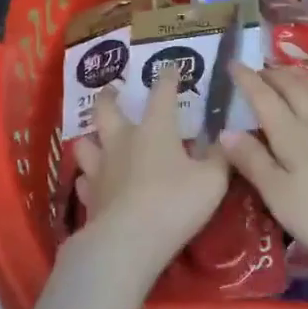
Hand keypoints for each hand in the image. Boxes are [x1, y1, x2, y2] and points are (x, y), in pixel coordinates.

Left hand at [70, 70, 229, 291]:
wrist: (128, 241)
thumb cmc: (174, 203)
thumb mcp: (212, 181)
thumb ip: (218, 157)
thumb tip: (224, 139)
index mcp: (154, 129)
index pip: (161, 93)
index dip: (167, 77)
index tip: (169, 67)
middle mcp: (122, 140)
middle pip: (106, 109)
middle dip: (108, 95)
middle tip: (111, 90)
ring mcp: (101, 168)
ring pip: (85, 142)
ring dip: (90, 137)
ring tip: (95, 137)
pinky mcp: (89, 196)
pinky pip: (83, 180)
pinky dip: (88, 178)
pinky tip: (92, 182)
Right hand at [223, 64, 307, 275]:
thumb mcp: (278, 195)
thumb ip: (252, 160)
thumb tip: (225, 130)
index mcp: (291, 134)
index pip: (264, 98)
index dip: (247, 79)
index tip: (232, 63)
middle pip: (295, 88)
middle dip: (275, 75)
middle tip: (260, 69)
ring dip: (304, 79)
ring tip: (294, 74)